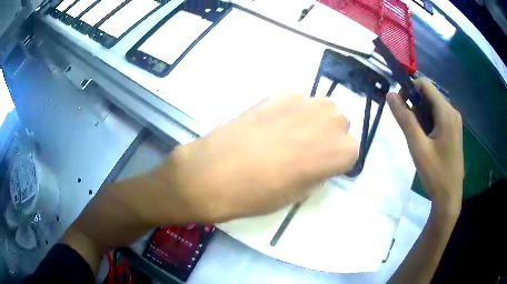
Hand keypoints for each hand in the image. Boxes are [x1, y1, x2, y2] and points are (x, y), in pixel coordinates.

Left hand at [164, 94, 357, 222]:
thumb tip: (321, 162)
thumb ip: (319, 172)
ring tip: (291, 134)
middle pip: (340, 123)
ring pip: (322, 107)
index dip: (337, 160)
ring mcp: (302, 102)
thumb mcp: (298, 194)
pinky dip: (293, 110)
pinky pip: (297, 99)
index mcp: (337, 151)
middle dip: (329, 136)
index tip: (322, 168)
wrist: (214, 173)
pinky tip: (273, 123)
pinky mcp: (277, 93)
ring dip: (314, 120)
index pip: (352, 150)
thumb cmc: (258, 194)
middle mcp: (327, 121)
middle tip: (307, 151)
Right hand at [387, 78, 463, 214]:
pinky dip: (428, 120)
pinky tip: (425, 138)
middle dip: (414, 103)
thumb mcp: (418, 146)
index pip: (425, 85)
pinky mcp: (453, 130)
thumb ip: (405, 119)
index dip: (409, 88)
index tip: (399, 105)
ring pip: (433, 106)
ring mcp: (454, 121)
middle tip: (407, 125)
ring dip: (420, 113)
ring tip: (416, 135)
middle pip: (429, 94)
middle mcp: (452, 112)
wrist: (449, 196)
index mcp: (446, 112)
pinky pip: (438, 116)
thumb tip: (390, 95)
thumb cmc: (435, 173)